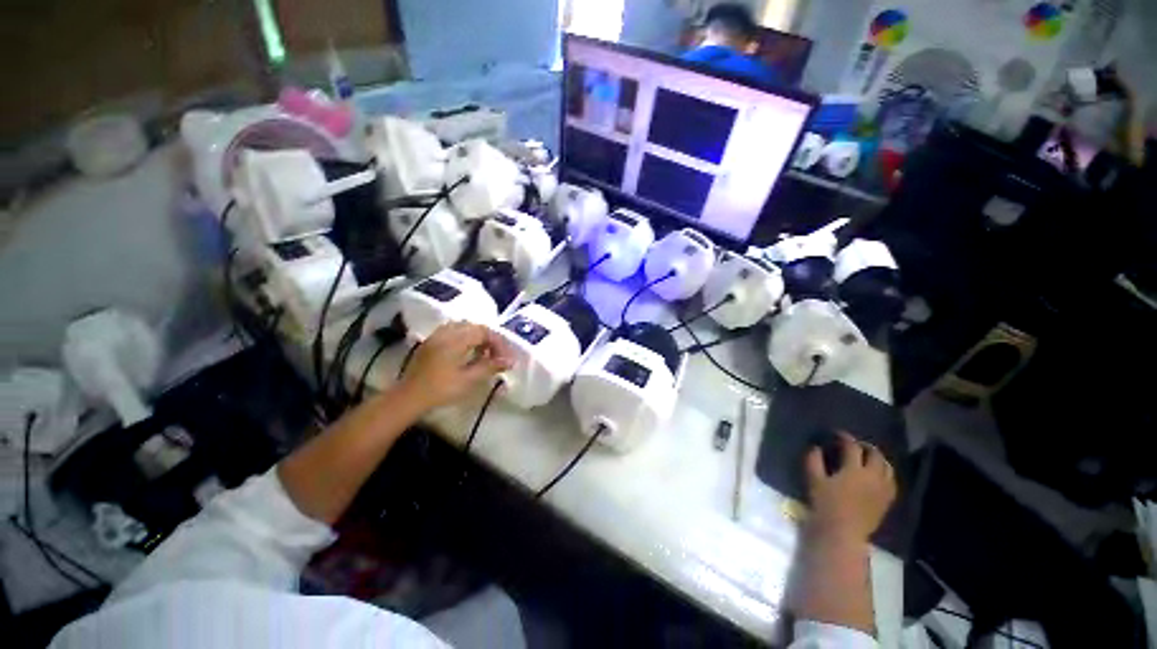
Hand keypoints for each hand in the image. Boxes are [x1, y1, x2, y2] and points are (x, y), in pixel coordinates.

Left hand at [398, 322, 512, 411]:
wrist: (408, 398)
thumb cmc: (440, 390)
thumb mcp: (468, 379)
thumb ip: (490, 367)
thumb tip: (510, 361)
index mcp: (456, 340)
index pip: (484, 332)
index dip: (498, 343)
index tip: (506, 358)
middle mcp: (446, 333)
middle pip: (474, 327)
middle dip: (489, 339)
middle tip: (497, 355)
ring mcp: (436, 336)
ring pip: (463, 327)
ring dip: (477, 337)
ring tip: (483, 353)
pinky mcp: (431, 342)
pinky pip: (452, 331)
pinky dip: (465, 338)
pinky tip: (467, 352)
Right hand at [805, 432, 896, 544]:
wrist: (843, 533)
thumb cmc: (826, 505)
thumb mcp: (814, 480)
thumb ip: (814, 460)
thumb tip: (816, 447)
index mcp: (854, 470)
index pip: (852, 447)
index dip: (845, 437)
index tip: (837, 434)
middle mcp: (873, 476)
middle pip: (875, 455)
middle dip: (865, 446)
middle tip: (854, 444)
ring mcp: (883, 489)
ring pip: (887, 467)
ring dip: (878, 459)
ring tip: (867, 458)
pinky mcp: (887, 500)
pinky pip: (891, 481)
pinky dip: (885, 473)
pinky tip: (877, 475)